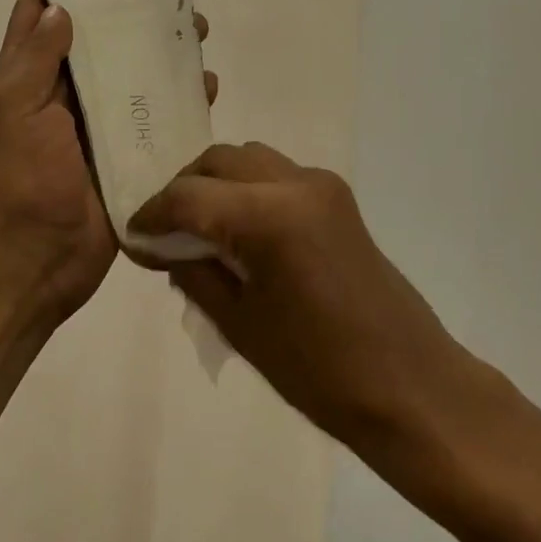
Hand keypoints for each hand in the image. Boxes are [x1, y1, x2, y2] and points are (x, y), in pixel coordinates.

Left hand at [0, 0, 216, 326]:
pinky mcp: (129, 156)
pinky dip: (182, 103)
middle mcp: (66, 96)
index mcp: (31, 80)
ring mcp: (100, 127)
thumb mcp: (11, 110)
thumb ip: (33, 58)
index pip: (42, 17)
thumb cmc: (17, 180)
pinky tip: (208, 88)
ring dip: (164, 56)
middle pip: (101, 43)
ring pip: (136, 78)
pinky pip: (159, 121)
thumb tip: (60, 6)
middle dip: (132, 16)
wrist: (34, 263)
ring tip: (200, 34)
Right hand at [128, 143, 466, 447]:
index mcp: (270, 215)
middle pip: (219, 160)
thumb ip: (194, 273)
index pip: (190, 196)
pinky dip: (247, 190)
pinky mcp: (337, 196)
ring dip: (217, 183)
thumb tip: (160, 245)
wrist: (408, 382)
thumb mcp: (240, 325)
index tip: (133, 236)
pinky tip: (238, 230)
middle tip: (163, 230)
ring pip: (249, 159)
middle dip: (184, 188)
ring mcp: (322, 184)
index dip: (153, 213)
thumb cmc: (319, 370)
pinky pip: (277, 175)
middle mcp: (297, 182)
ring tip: (199, 228)